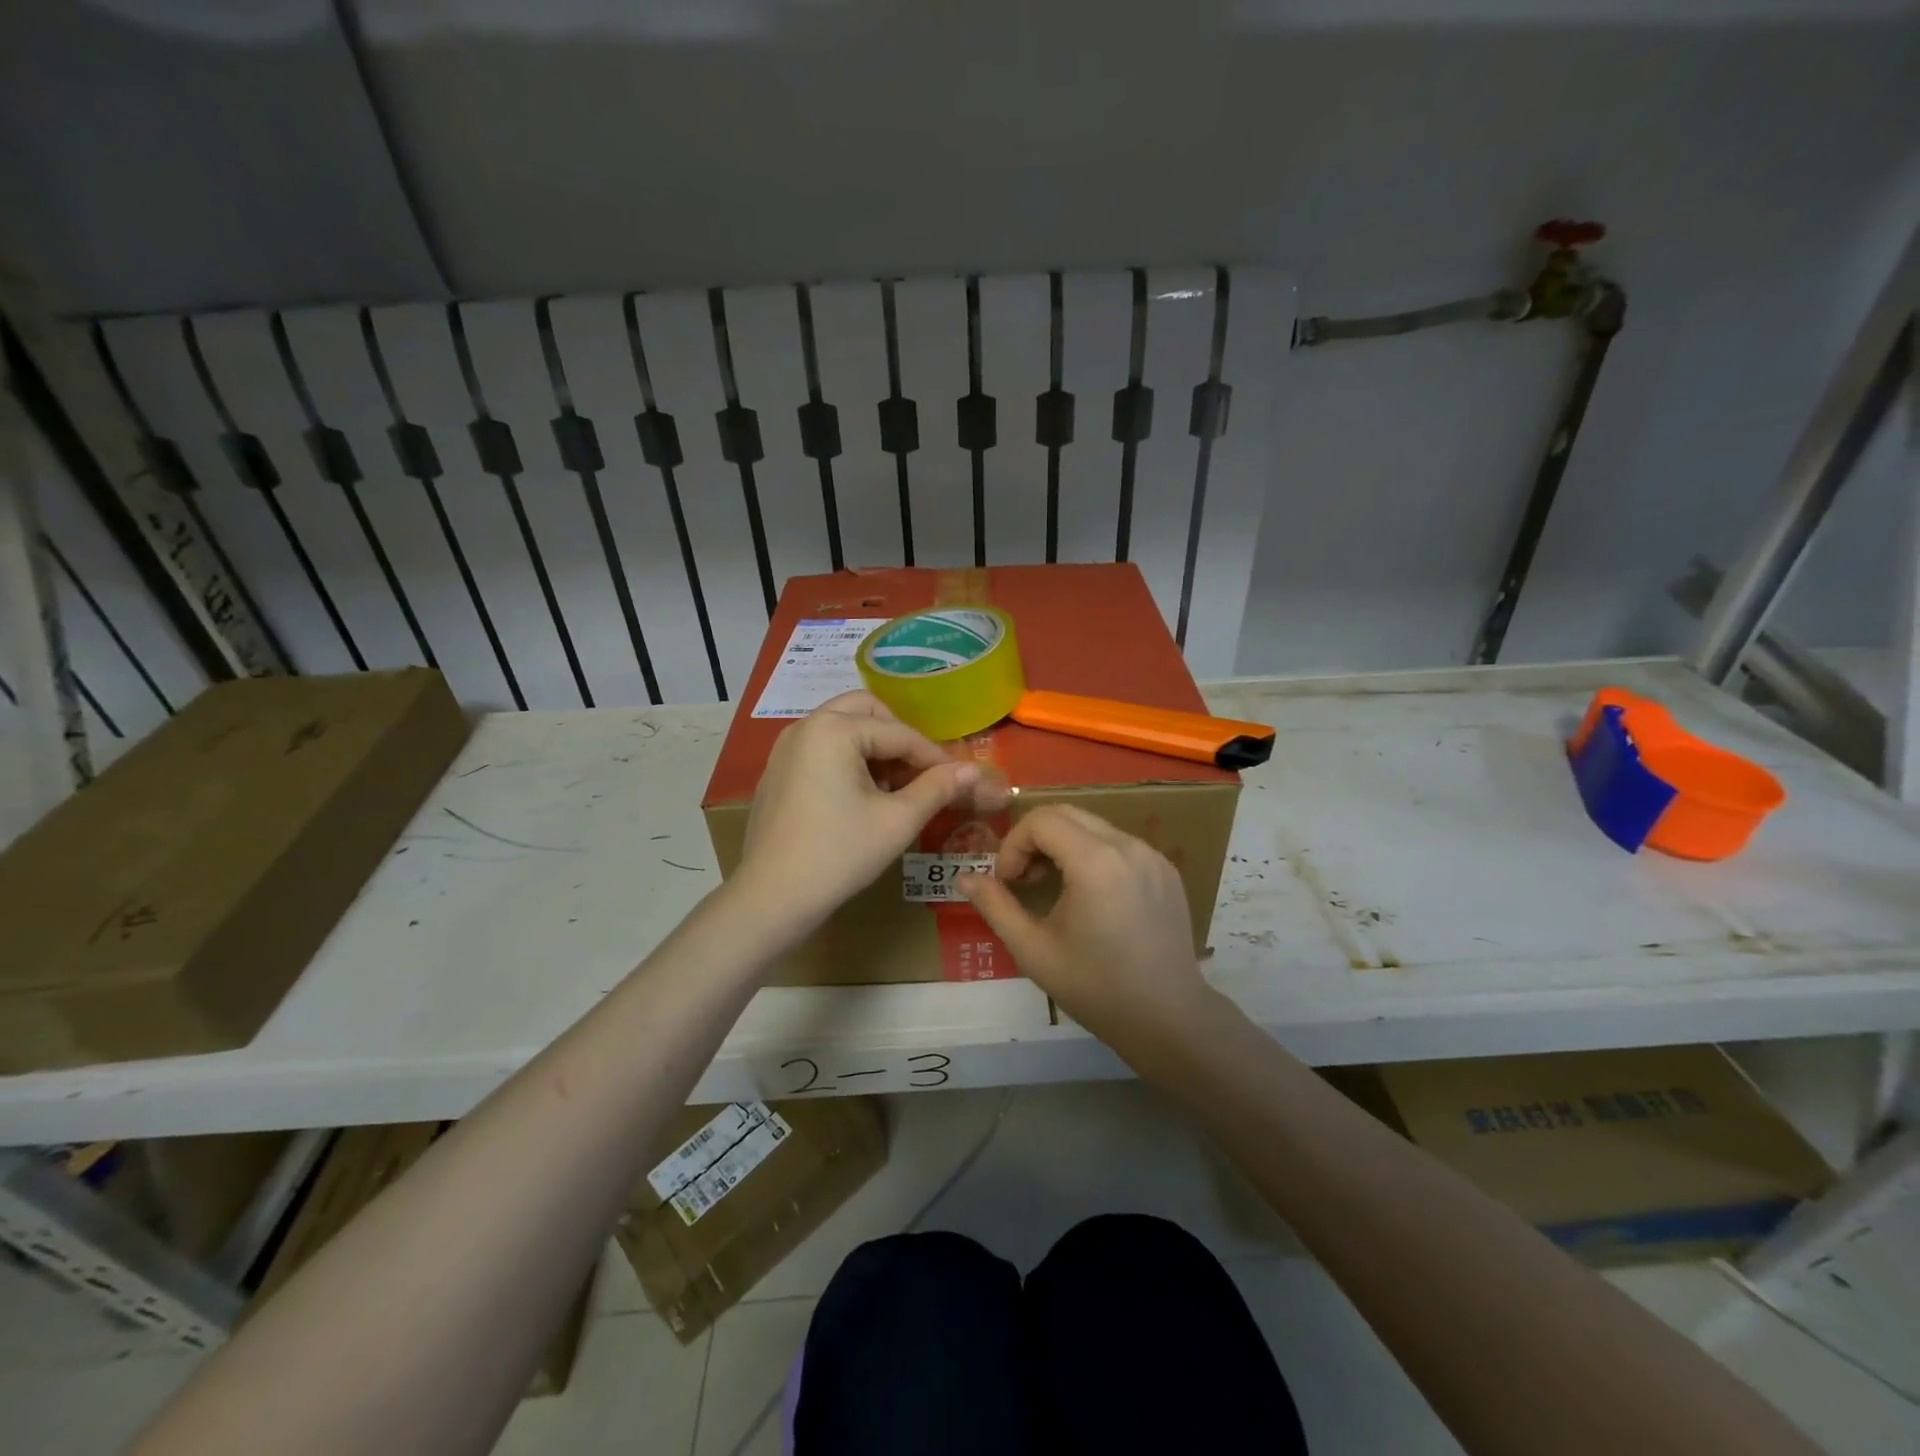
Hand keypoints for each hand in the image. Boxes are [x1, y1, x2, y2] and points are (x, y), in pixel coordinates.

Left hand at [736, 692, 988, 932]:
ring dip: (874, 748)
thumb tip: (974, 770)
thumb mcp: (897, 820)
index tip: (961, 779)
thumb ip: (938, 788)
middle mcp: (805, 726)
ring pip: (843, 728)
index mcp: (833, 729)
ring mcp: (786, 748)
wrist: (771, 898)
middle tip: (920, 774)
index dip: (935, 757)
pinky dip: (848, 760)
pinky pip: (822, 749)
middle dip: (899, 739)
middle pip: (866, 712)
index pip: (900, 733)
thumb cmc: (839, 855)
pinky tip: (860, 800)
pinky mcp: (777, 772)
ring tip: (894, 789)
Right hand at [956, 804, 1213, 1052]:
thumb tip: (964, 878)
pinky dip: (1093, 854)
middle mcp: (1128, 846)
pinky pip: (1119, 843)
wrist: (1168, 1018)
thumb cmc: (1095, 988)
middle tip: (1024, 880)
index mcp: (1096, 862)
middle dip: (1034, 838)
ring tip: (1053, 887)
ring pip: (1093, 825)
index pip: (1041, 820)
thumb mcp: (1034, 950)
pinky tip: (1090, 895)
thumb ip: (995, 906)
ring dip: (1063, 844)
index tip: (1008, 883)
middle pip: (1066, 813)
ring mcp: (1153, 855)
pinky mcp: (1166, 869)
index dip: (1013, 845)